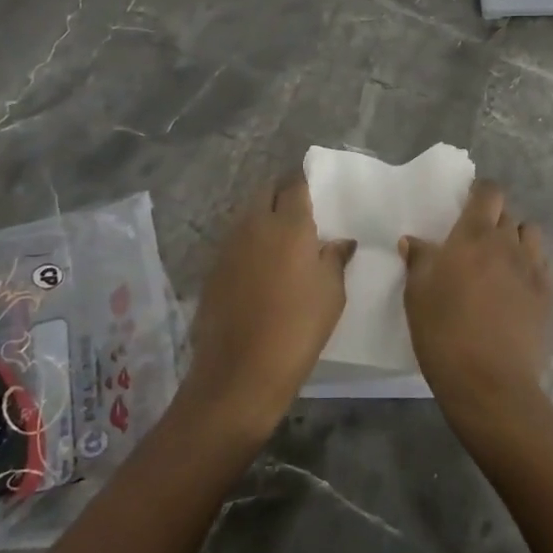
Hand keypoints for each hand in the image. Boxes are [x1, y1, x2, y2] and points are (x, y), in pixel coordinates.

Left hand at [184, 176, 354, 436]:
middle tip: (298, 211)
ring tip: (280, 238)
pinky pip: (235, 241)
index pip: (295, 184)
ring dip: (263, 216)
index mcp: (289, 225)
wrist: (241, 370)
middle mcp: (255, 225)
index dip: (304, 182)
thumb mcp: (331, 294)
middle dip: (281, 193)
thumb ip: (335, 259)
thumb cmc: (298, 328)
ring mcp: (229, 245)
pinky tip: (259, 265)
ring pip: (247, 215)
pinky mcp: (213, 268)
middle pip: (266, 192)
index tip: (314, 188)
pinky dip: (248, 242)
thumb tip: (339, 241)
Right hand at [400, 180, 552, 421]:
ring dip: (518, 239)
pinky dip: (533, 266)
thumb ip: (419, 260)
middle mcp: (508, 243)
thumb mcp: (417, 293)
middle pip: (508, 214)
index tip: (469, 203)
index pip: (489, 193)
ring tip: (503, 260)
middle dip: (495, 219)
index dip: (480, 192)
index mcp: (474, 235)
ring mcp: (534, 269)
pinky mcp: (550, 295)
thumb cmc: (443, 331)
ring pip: (531, 236)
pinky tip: (520, 286)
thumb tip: (414, 240)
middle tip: (478, 241)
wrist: (489, 381)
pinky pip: (545, 265)